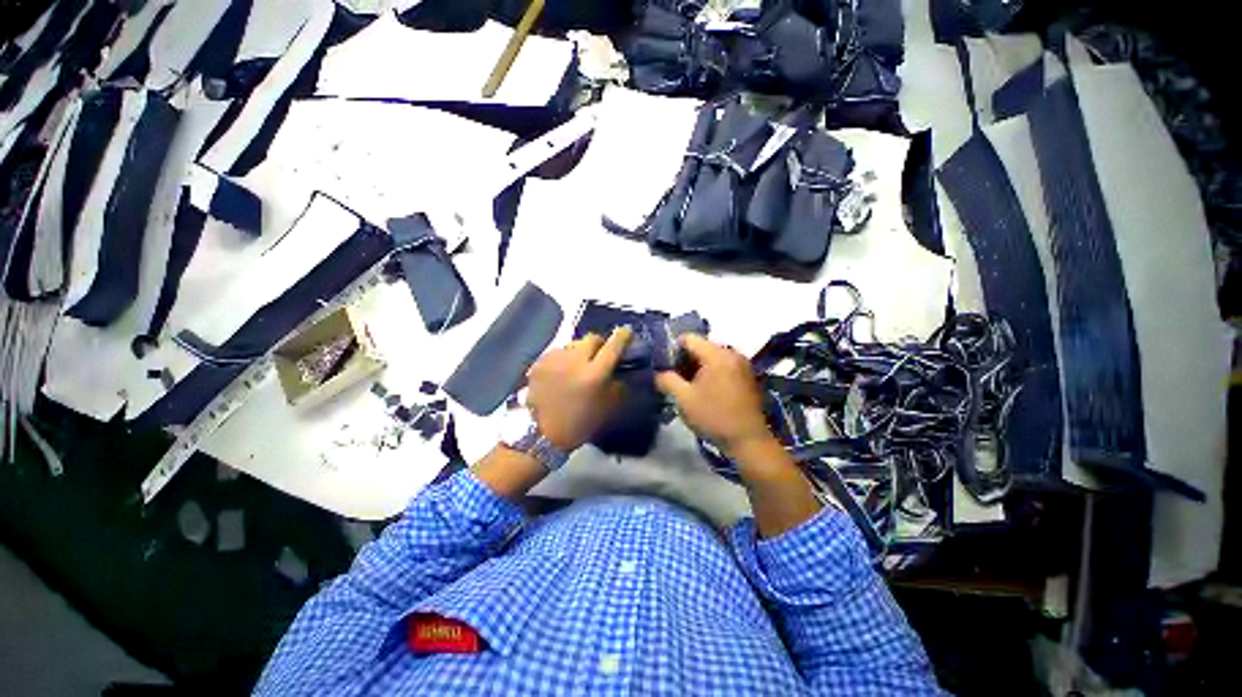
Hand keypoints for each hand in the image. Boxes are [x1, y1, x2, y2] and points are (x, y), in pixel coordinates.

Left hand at [525, 327, 631, 451]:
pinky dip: (564, 358)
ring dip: (580, 351)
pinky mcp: (539, 362)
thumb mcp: (607, 406)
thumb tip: (623, 367)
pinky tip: (562, 371)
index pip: (613, 346)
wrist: (542, 435)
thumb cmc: (580, 423)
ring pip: (573, 344)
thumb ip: (618, 383)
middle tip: (601, 354)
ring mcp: (554, 360)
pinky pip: (558, 352)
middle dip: (600, 343)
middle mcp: (574, 361)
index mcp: (594, 375)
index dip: (623, 336)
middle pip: (592, 338)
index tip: (627, 331)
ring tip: (579, 364)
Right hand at [654, 335, 775, 457]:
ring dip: (697, 369)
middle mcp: (732, 353)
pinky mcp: (747, 377)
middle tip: (674, 379)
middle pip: (701, 347)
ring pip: (712, 358)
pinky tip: (704, 392)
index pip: (688, 338)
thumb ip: (666, 380)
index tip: (664, 367)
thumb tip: (657, 373)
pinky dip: (711, 374)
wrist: (748, 441)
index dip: (672, 350)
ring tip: (687, 387)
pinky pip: (723, 366)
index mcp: (717, 354)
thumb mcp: (683, 399)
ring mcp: (742, 365)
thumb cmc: (714, 417)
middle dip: (685, 361)